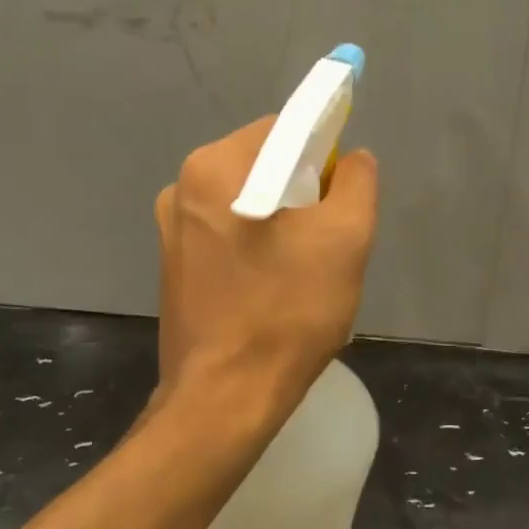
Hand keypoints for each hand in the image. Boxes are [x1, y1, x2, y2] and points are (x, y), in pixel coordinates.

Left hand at [155, 118, 378, 429]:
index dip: (324, 152)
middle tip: (328, 240)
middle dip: (303, 192)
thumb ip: (357, 181)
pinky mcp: (173, 267)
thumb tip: (352, 159)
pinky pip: (228, 235)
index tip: (342, 195)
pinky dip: (256, 247)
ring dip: (282, 223)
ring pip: (247, 202)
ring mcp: (171, 230)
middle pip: (263, 165)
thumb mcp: (346, 238)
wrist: (225, 398)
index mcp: (213, 167)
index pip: (283, 129)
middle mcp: (181, 188)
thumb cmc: (287, 312)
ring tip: (304, 270)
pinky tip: (273, 288)